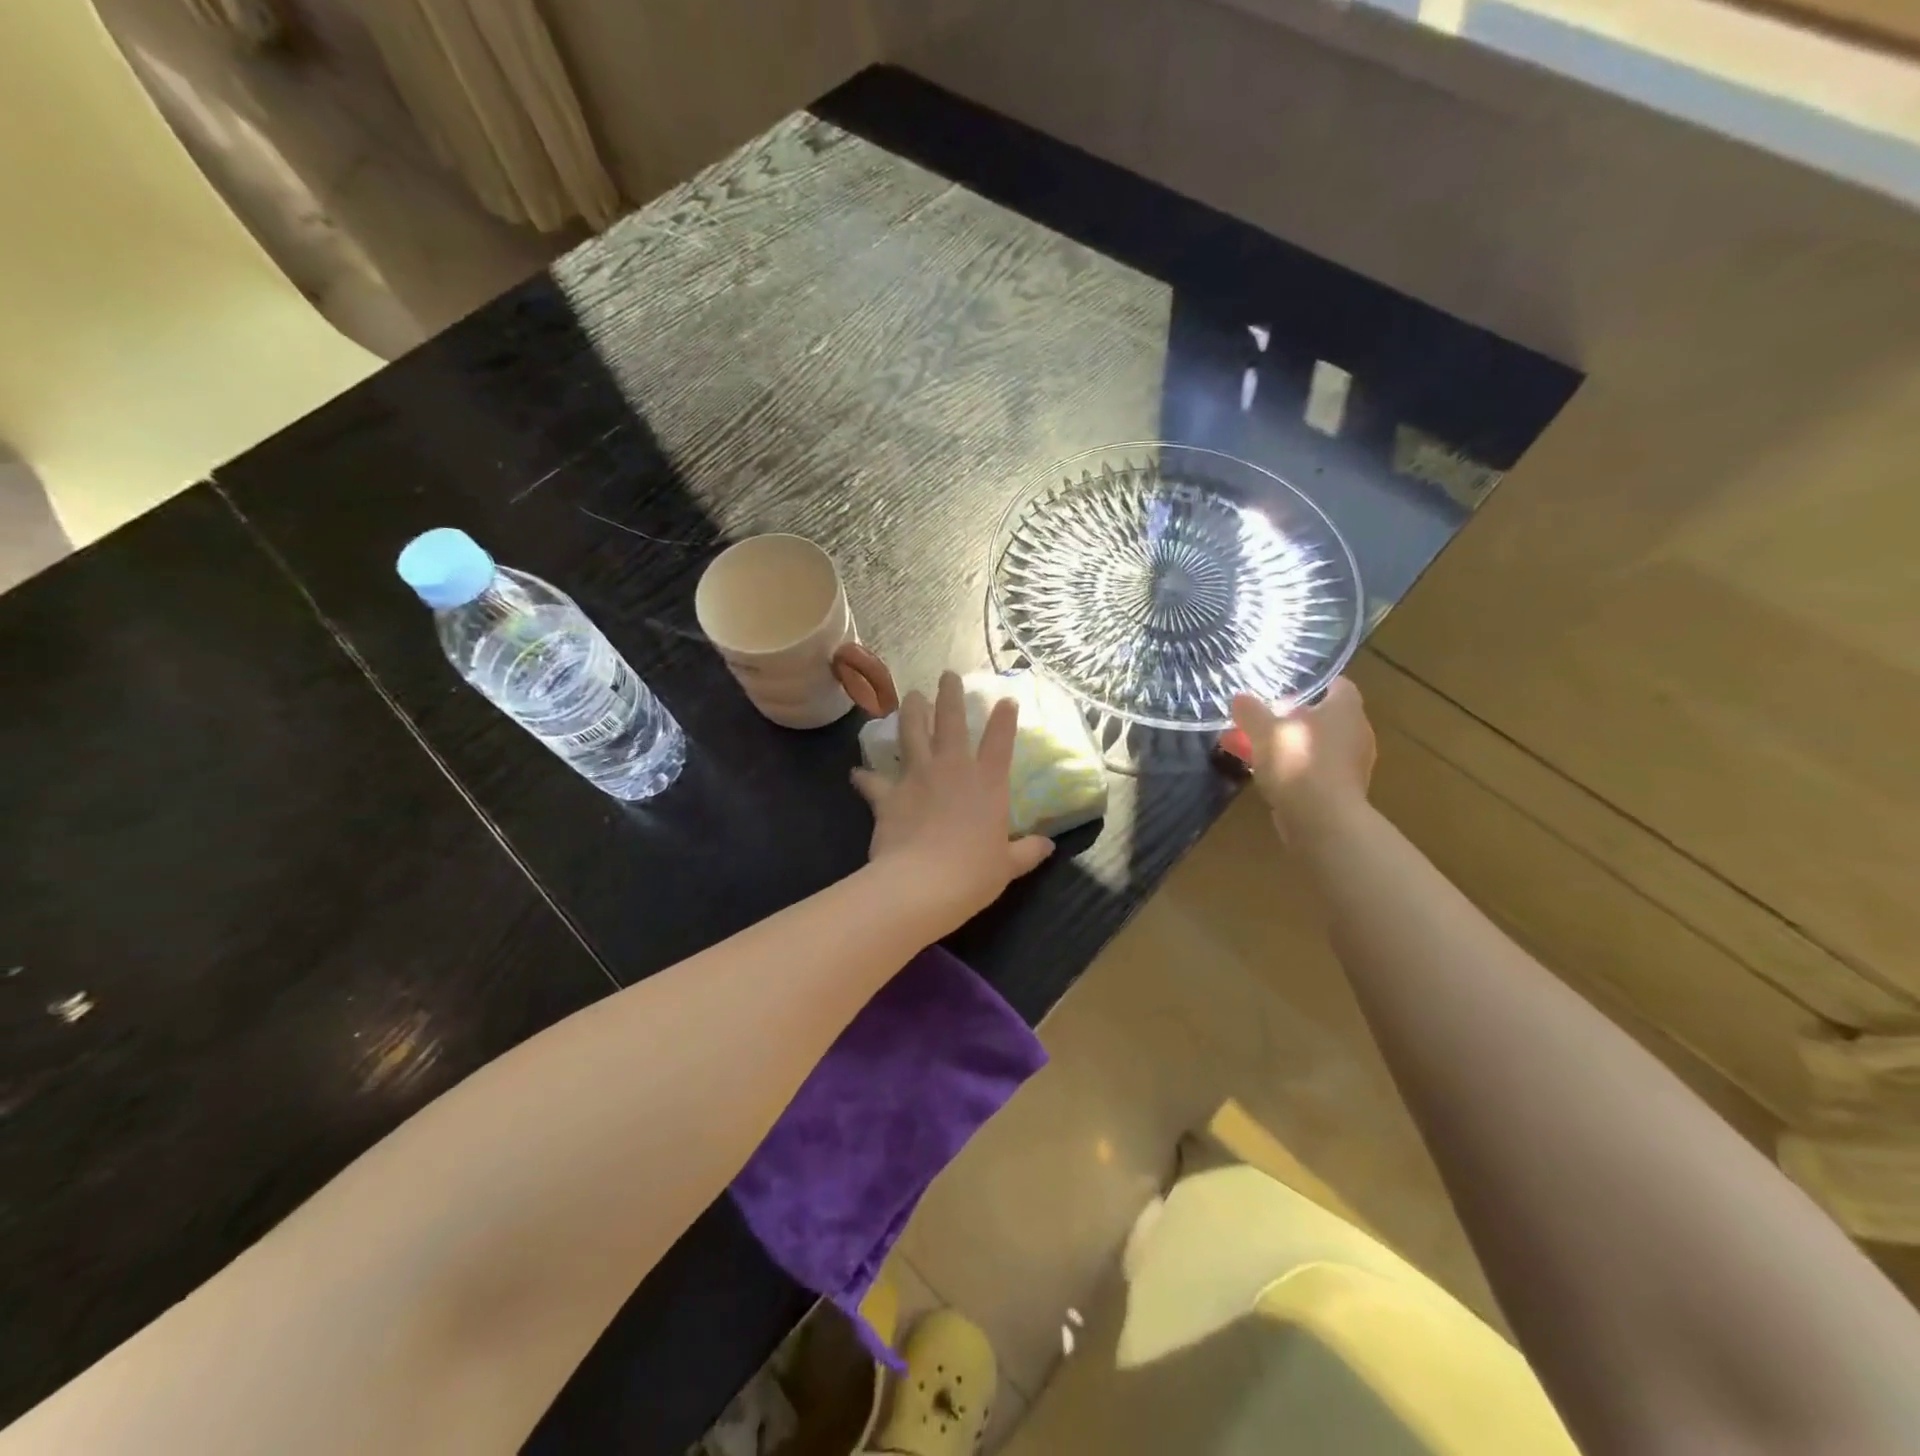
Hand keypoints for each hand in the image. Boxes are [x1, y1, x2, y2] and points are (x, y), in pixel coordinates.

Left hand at [852, 671, 1054, 926]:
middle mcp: (953, 769)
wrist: (922, 883)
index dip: (1004, 719)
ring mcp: (917, 776)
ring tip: (911, 697)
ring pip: (912, 732)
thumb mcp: (1008, 866)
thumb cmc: (974, 874)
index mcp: (988, 783)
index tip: (1006, 701)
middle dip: (950, 695)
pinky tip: (856, 773)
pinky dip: (864, 777)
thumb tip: (1048, 846)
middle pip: (951, 720)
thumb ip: (1027, 852)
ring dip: (911, 712)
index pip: (1000, 741)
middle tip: (946, 675)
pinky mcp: (887, 794)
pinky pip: (872, 780)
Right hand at [1230, 677, 1375, 844]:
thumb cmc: (1297, 761)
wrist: (1321, 819)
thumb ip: (1251, 712)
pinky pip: (1314, 770)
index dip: (1310, 684)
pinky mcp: (1342, 790)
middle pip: (1323, 716)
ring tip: (1254, 748)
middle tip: (1262, 720)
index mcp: (1345, 708)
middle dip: (1291, 718)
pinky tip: (1265, 774)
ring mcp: (1352, 764)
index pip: (1335, 684)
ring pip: (1315, 745)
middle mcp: (1356, 732)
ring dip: (1288, 745)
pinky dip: (1292, 768)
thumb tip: (1241, 698)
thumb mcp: (1264, 731)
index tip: (1283, 688)